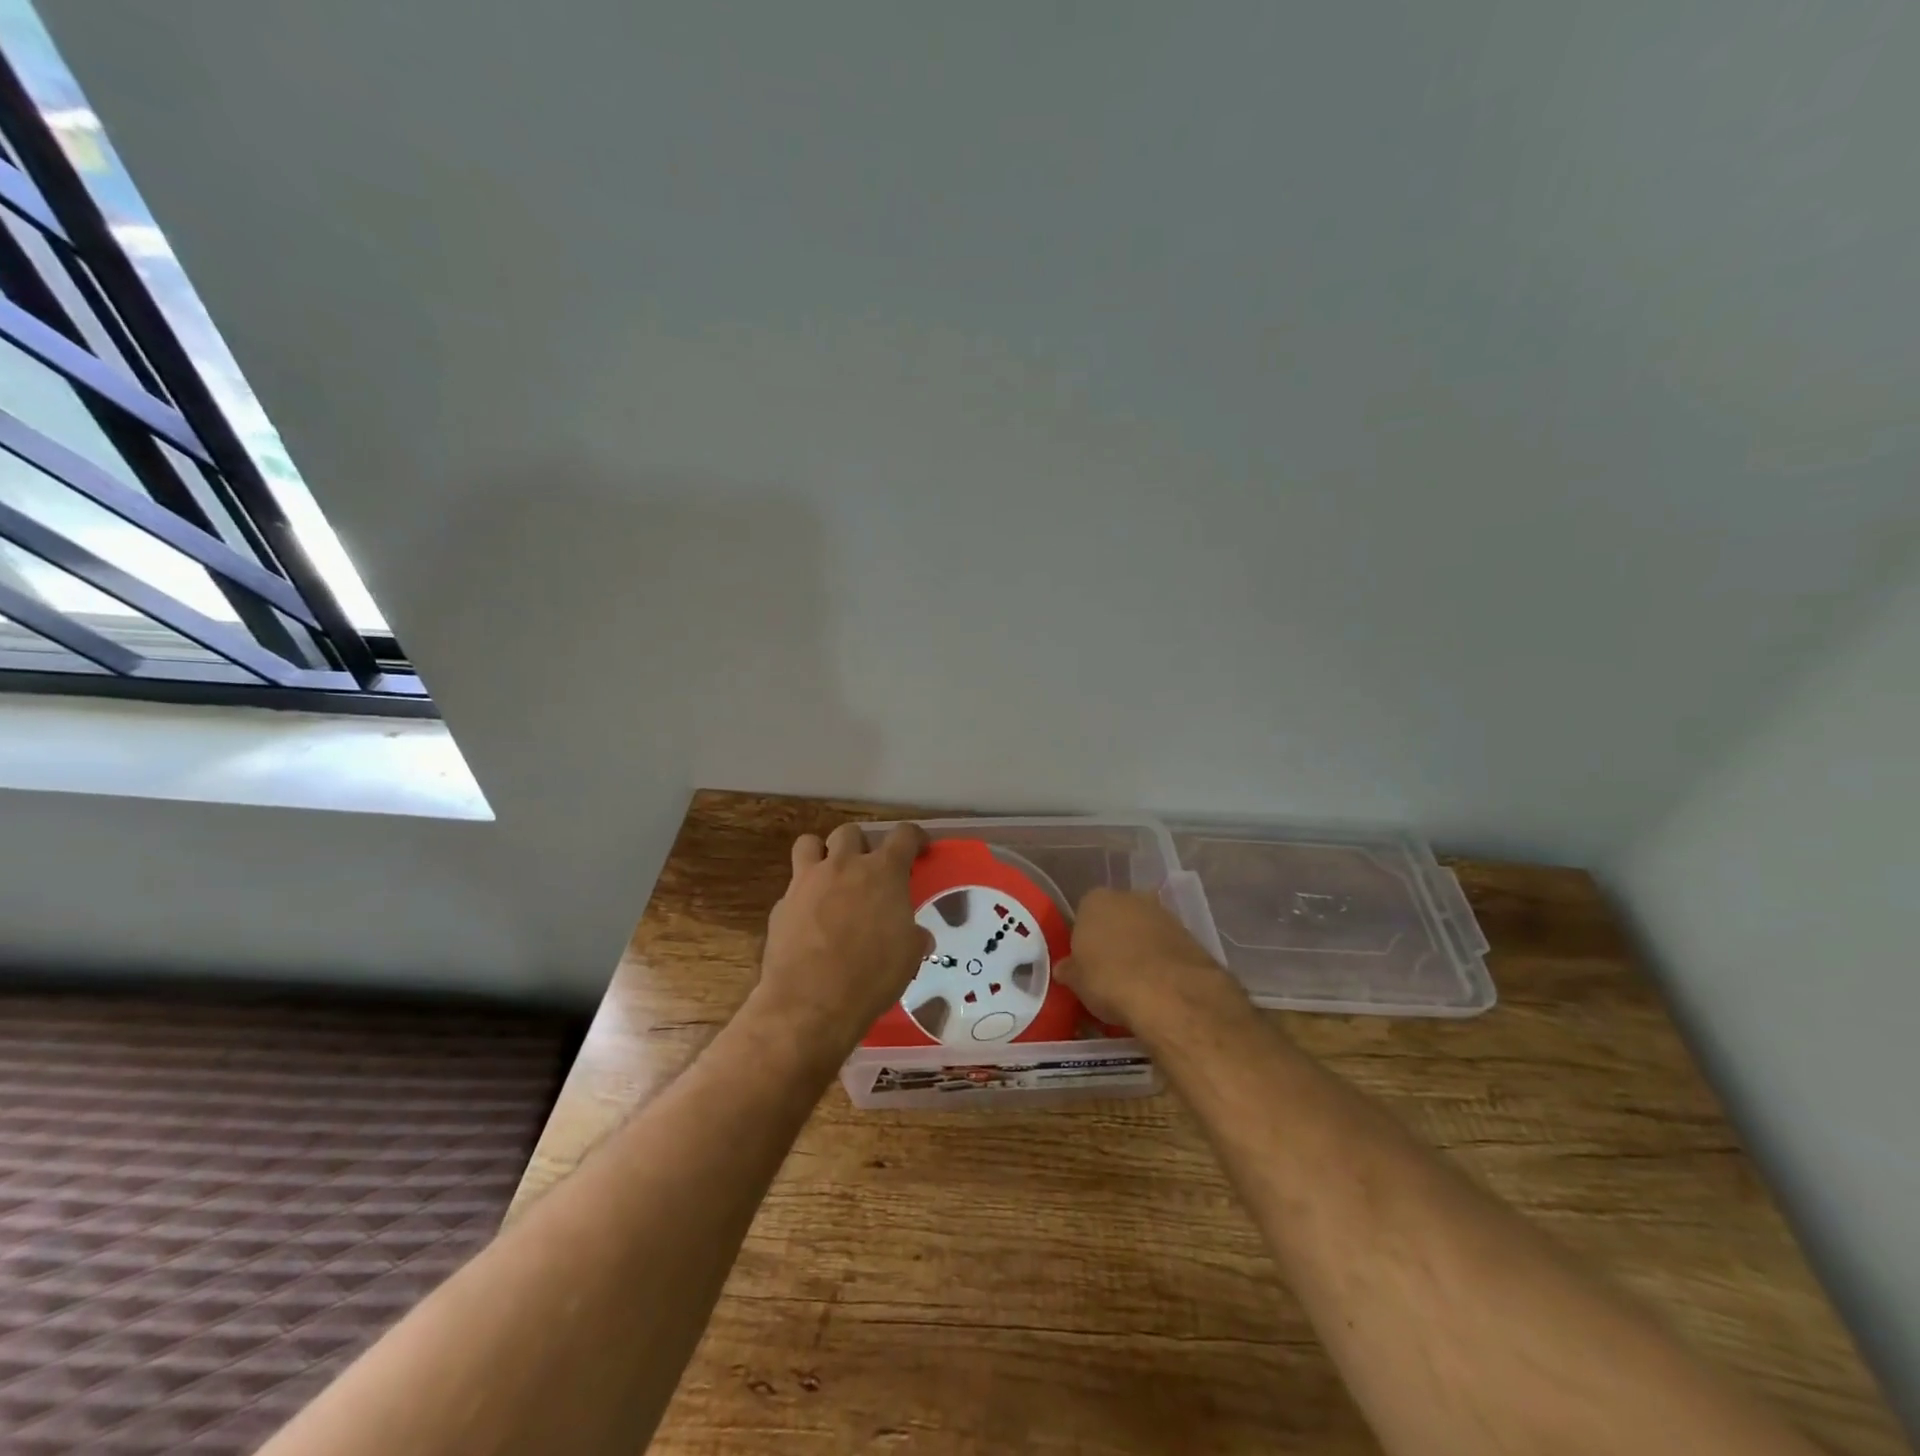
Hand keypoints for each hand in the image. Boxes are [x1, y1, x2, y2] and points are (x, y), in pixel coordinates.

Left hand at [756, 821, 932, 1055]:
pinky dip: (803, 897)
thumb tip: (917, 936)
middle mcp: (843, 866)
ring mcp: (806, 882)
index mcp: (882, 872)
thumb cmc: (871, 976)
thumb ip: (913, 936)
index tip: (918, 847)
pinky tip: (809, 922)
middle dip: (861, 845)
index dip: (913, 837)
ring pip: (809, 844)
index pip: (903, 835)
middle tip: (868, 870)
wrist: (810, 1003)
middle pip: (850, 832)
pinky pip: (793, 888)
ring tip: (830, 878)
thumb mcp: (908, 957)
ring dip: (822, 854)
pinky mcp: (781, 905)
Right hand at [1057, 887, 1243, 1035]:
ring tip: (1135, 982)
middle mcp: (1129, 897)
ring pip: (1143, 930)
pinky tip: (1158, 985)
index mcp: (1095, 900)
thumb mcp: (1077, 982)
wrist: (1169, 993)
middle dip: (1113, 939)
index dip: (1084, 940)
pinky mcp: (1188, 934)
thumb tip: (1064, 969)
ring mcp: (1162, 913)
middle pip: (1116, 918)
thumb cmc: (1109, 979)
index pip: (1083, 915)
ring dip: (1139, 949)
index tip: (1085, 963)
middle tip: (1108, 972)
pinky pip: (1165, 946)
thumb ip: (1070, 970)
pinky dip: (1161, 961)